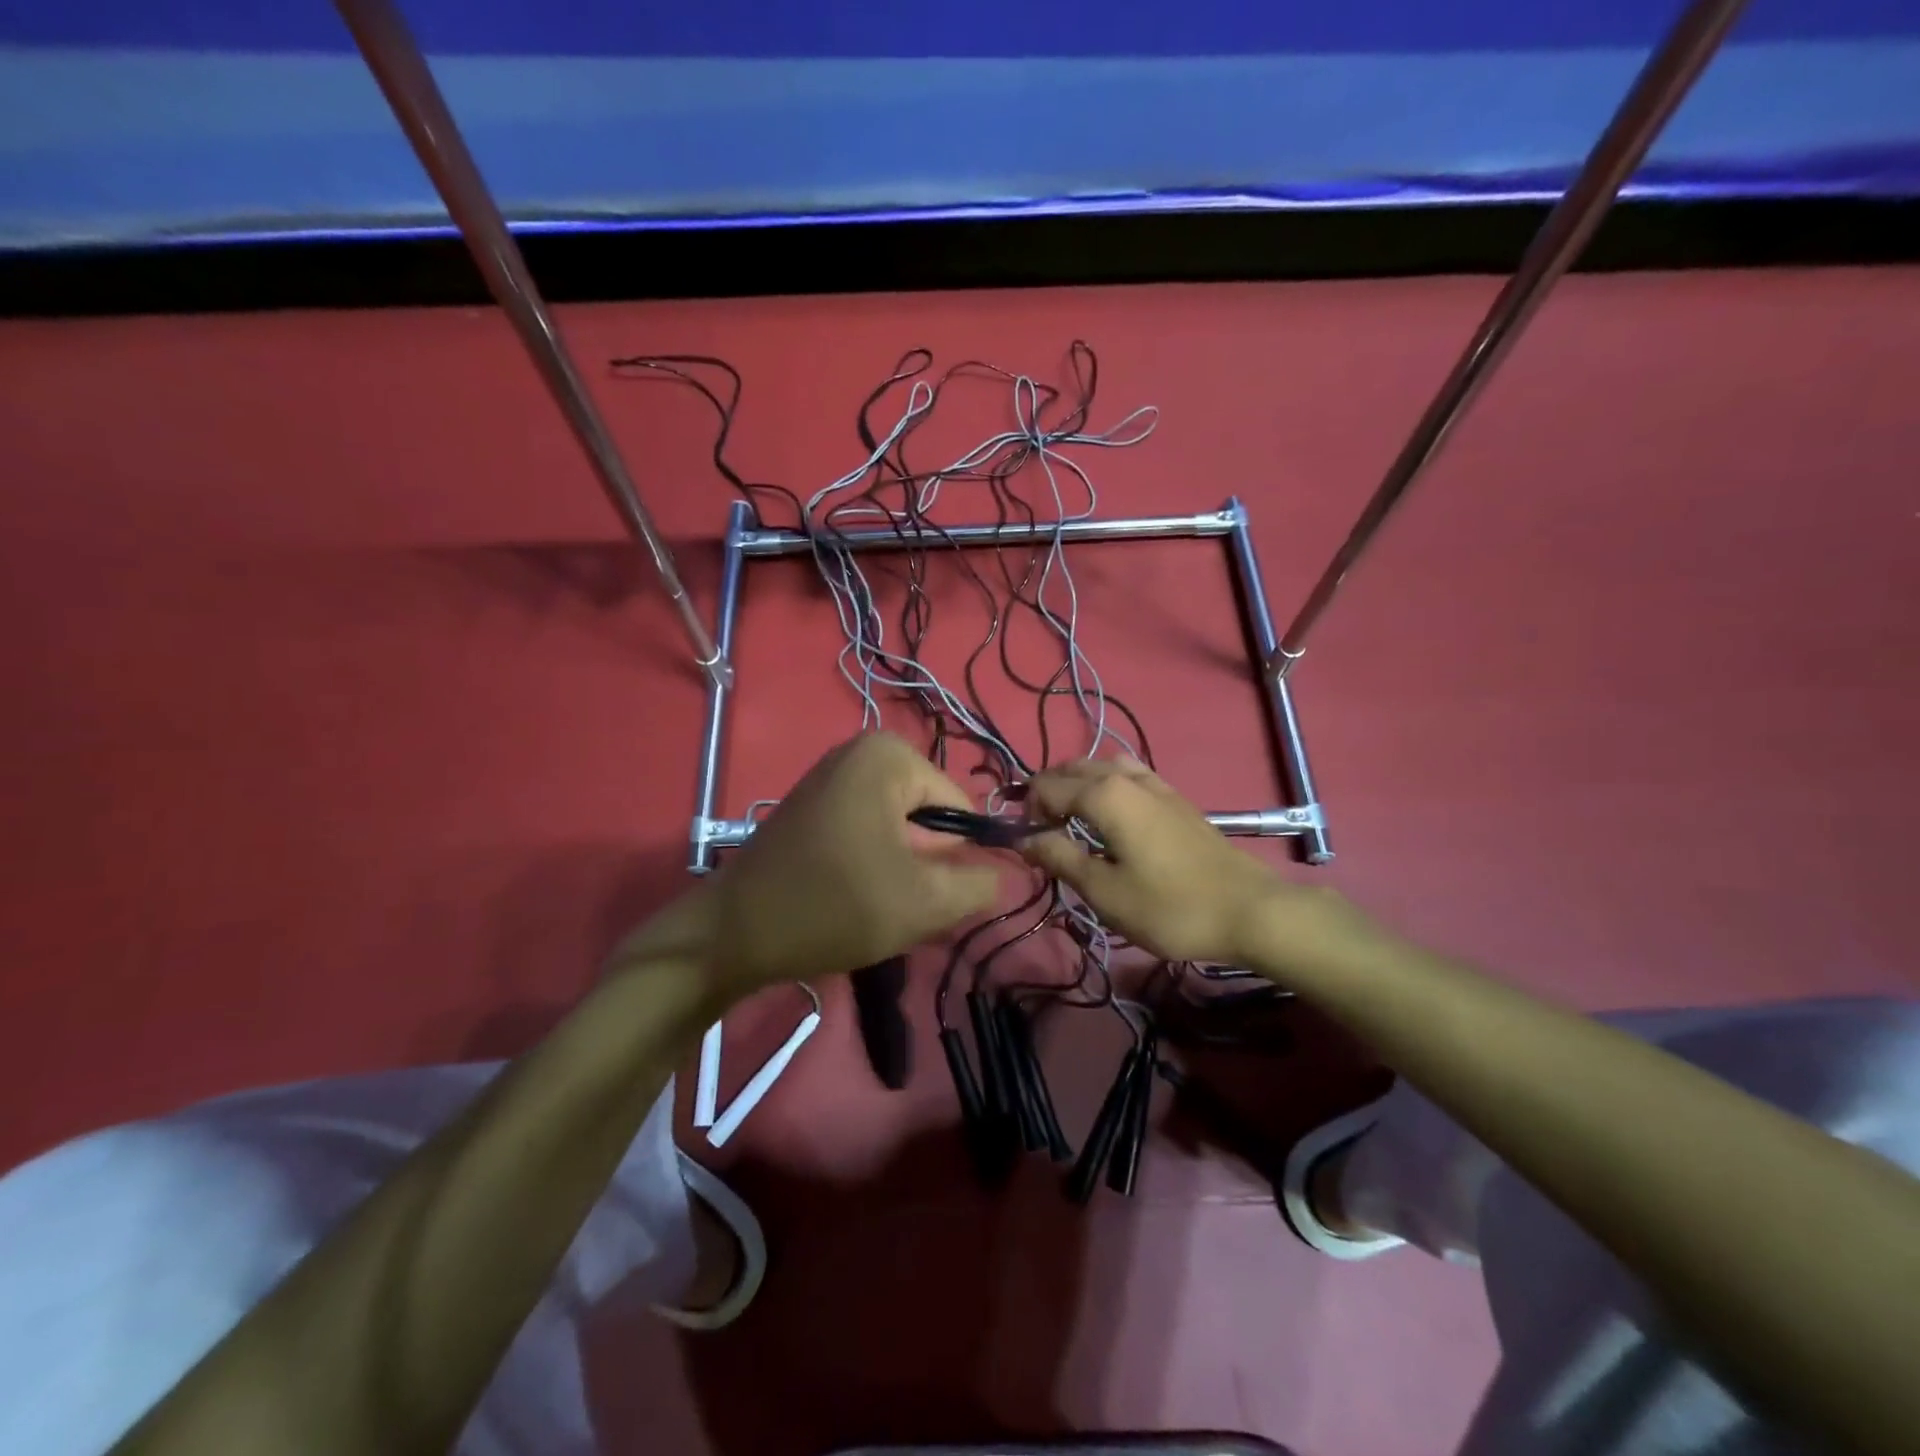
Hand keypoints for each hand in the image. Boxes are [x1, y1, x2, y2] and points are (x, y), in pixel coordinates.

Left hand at [643, 733, 1002, 997]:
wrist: (733, 934)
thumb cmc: (833, 906)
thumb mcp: (924, 902)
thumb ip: (980, 883)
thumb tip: (1008, 871)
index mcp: (888, 756)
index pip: (961, 806)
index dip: (962, 856)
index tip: (938, 896)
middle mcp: (860, 752)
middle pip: (928, 816)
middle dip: (927, 864)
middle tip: (904, 905)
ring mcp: (831, 777)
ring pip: (899, 829)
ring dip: (902, 870)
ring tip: (878, 904)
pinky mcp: (813, 806)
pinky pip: (868, 831)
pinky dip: (874, 865)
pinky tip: (855, 897)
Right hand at [1019, 759, 1343, 966]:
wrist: (1249, 910)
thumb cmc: (1170, 906)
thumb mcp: (1104, 891)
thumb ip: (1060, 858)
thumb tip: (1025, 838)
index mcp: (1104, 794)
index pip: (1046, 787)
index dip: (1027, 811)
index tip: (1026, 843)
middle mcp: (1126, 776)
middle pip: (1071, 769)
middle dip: (1048, 792)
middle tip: (1043, 833)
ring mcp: (1155, 783)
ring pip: (1100, 767)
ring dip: (1076, 786)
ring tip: (1072, 821)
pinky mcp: (1174, 797)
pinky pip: (1126, 775)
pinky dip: (1104, 786)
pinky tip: (1111, 817)